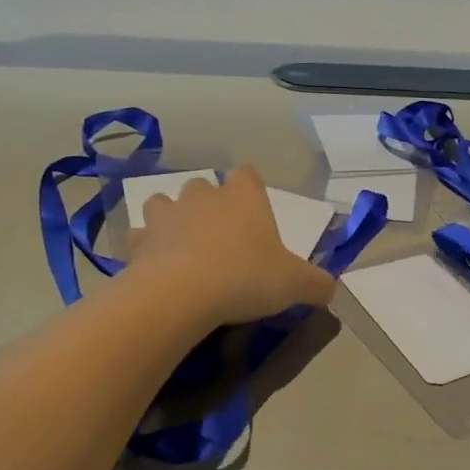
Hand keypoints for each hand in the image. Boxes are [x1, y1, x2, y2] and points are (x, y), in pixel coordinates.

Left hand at [130, 166, 335, 325]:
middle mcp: (203, 196)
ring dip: (173, 221)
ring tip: (184, 250)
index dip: (251, 192)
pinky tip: (157, 270)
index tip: (255, 217)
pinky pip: (141, 238)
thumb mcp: (296, 284)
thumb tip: (330, 289)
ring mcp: (166, 215)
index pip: (248, 175)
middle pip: (204, 187)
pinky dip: (147, 249)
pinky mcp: (138, 241)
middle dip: (210, 207)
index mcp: (244, 196)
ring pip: (165, 204)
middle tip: (222, 241)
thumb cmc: (246, 277)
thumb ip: (317, 284)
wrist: (181, 294)